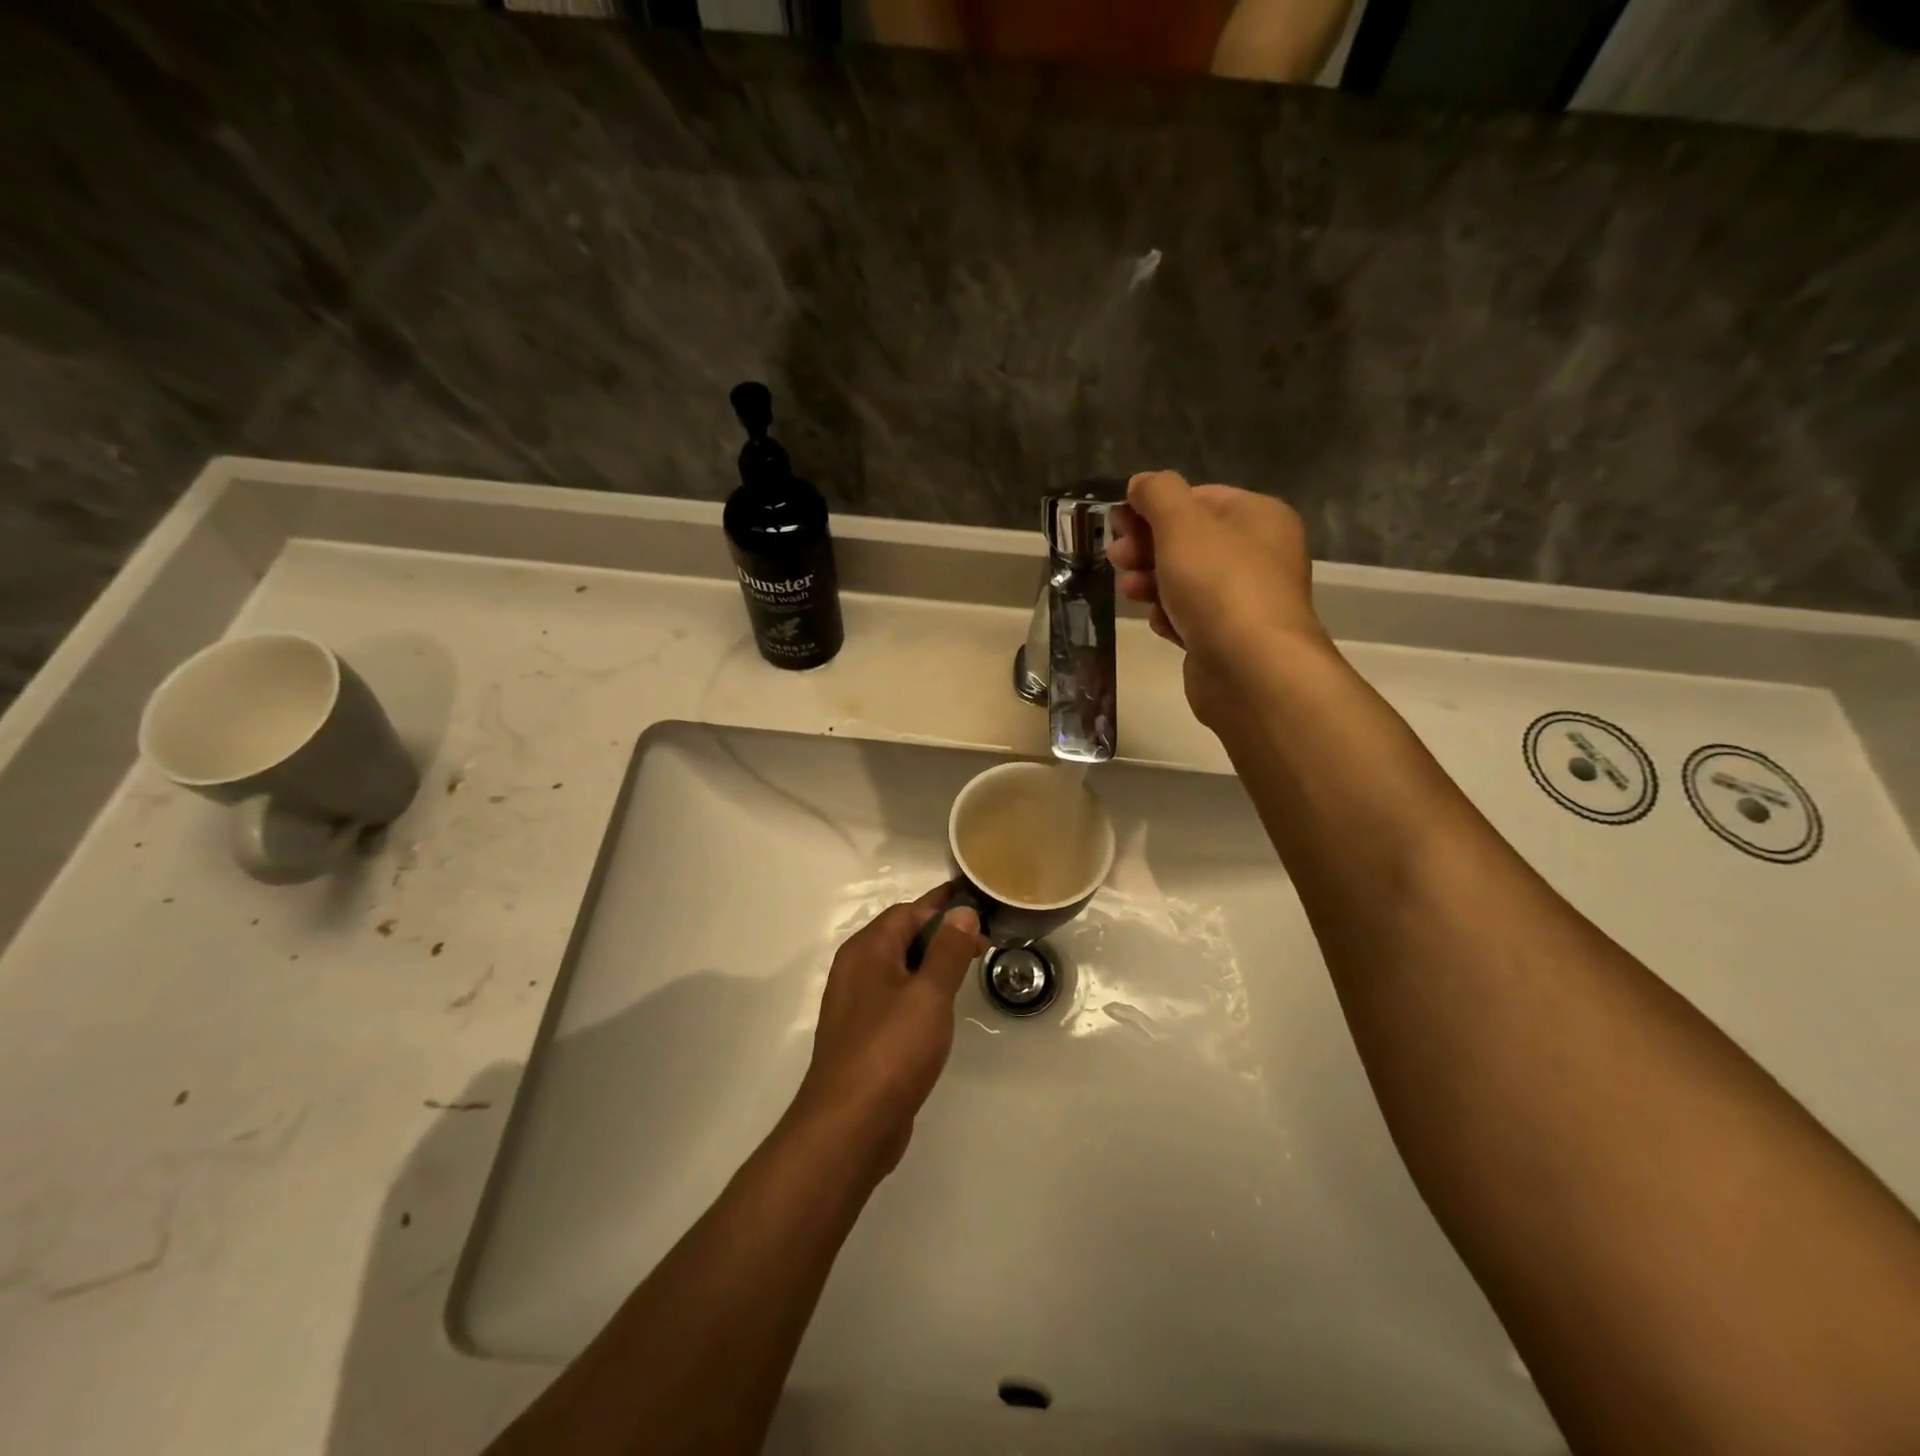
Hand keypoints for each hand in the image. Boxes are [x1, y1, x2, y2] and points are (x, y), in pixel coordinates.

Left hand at [787, 887, 985, 1177]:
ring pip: (899, 968)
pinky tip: (941, 1008)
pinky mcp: (863, 1035)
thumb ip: (947, 950)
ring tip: (969, 967)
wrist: (849, 1126)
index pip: (909, 911)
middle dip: (942, 933)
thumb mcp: (929, 995)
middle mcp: (856, 969)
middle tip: (984, 941)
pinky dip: (920, 991)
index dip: (945, 907)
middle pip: (902, 936)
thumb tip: (962, 911)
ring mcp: (856, 1004)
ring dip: (932, 962)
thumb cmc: (892, 1050)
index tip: (982, 907)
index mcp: (867, 950)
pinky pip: (895, 997)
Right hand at [1108, 470, 1327, 724]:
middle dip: (1147, 547)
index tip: (1119, 523)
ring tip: (1130, 592)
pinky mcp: (1228, 639)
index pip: (1199, 498)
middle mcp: (1259, 555)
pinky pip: (1191, 618)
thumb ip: (1158, 494)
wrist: (1250, 669)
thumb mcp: (1182, 524)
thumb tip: (1142, 483)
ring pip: (1186, 581)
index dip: (1155, 507)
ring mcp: (1245, 600)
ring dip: (1151, 582)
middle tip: (1117, 557)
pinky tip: (1160, 624)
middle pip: (1189, 541)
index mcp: (1259, 517)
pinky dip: (1170, 617)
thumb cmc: (1219, 585)